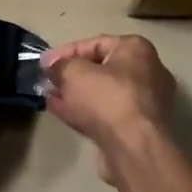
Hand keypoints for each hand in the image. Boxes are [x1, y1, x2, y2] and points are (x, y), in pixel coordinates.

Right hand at [40, 35, 176, 180]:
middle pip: (101, 68)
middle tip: (48, 81)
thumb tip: (50, 65)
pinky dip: (85, 110)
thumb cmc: (106, 99)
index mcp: (136, 49)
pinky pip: (107, 112)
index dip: (65, 52)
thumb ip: (59, 65)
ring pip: (103, 92)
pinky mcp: (139, 127)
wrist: (134, 148)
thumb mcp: (74, 73)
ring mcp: (145, 101)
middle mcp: (147, 71)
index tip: (44, 63)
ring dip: (75, 94)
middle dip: (71, 75)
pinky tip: (62, 111)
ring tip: (50, 96)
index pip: (95, 43)